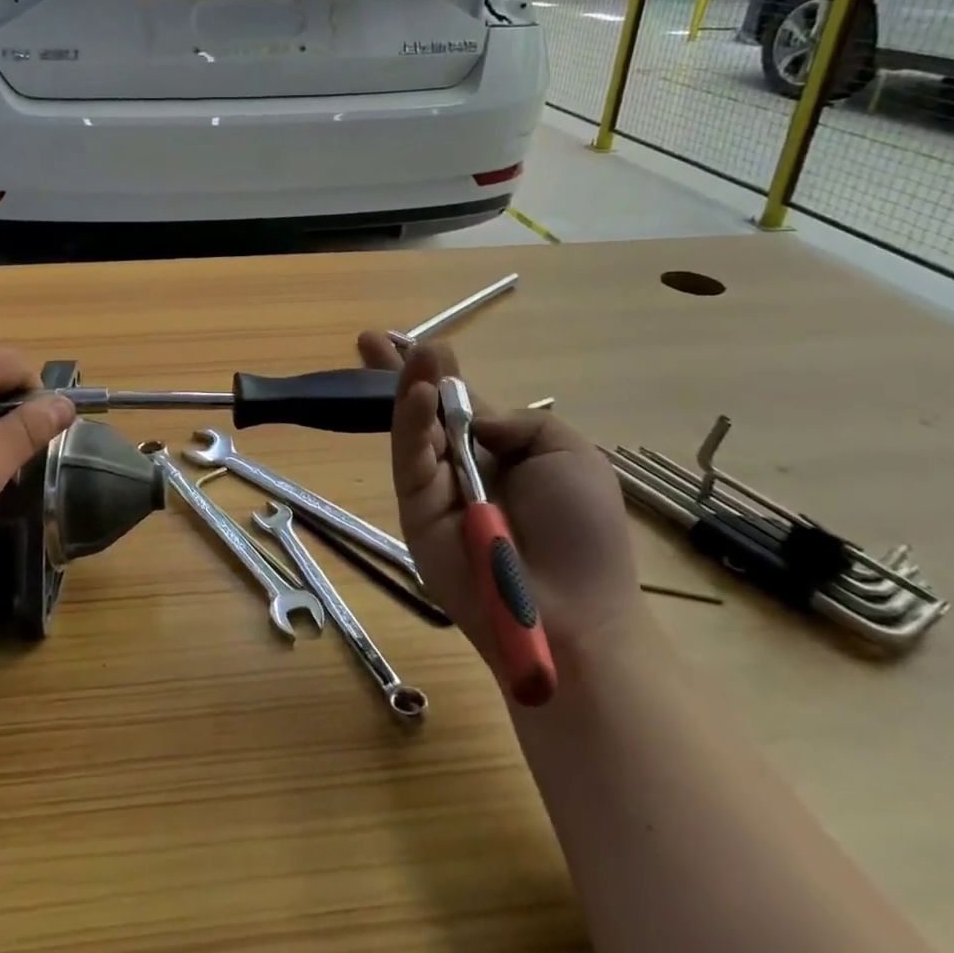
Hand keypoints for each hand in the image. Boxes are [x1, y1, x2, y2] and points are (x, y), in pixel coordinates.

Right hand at [357, 331, 641, 673]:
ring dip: (407, 388)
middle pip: (421, 411)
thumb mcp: (570, 454)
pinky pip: (410, 461)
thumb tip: (474, 418)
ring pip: (412, 430)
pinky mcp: (415, 512)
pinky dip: (410, 425)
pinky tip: (416, 395)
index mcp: (499, 453)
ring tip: (408, 352)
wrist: (572, 612)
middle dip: (400, 374)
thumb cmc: (582, 533)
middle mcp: (461, 467)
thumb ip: (522, 422)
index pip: (458, 404)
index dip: (437, 375)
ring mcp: (435, 489)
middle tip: (371, 339)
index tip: (416, 341)